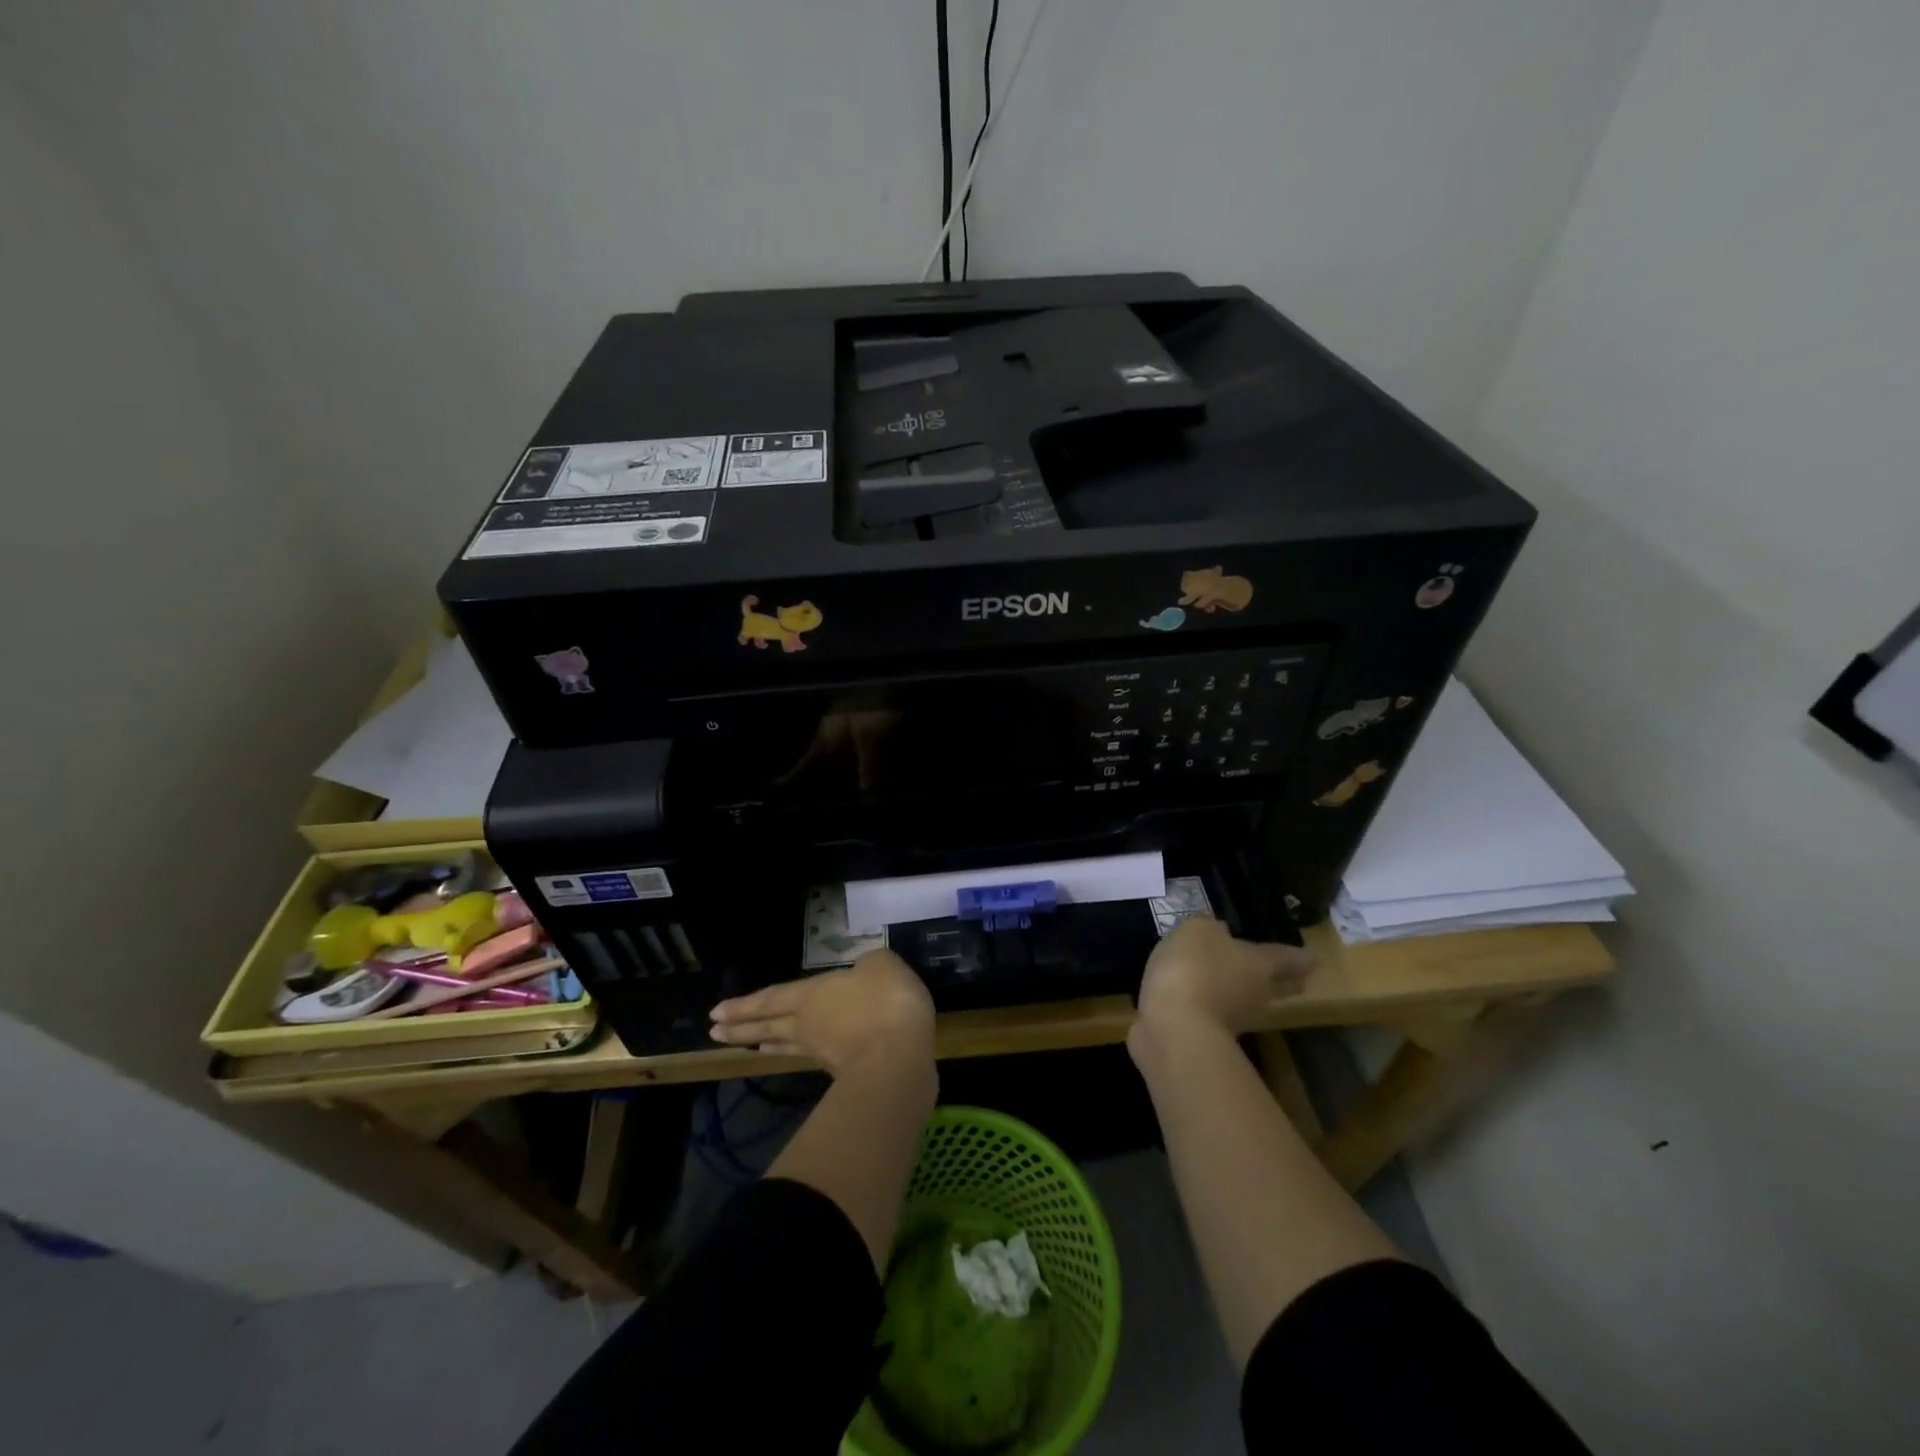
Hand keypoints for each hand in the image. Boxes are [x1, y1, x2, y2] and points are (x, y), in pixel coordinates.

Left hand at [709, 949, 934, 1076]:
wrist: (901, 1058)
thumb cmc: (885, 1002)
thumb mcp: (881, 965)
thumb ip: (868, 966)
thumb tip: (864, 973)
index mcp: (811, 995)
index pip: (771, 998)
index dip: (744, 1005)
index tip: (716, 1013)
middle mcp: (809, 1025)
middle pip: (769, 1026)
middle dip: (742, 1029)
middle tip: (715, 1033)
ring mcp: (826, 1051)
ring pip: (788, 1044)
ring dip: (768, 1044)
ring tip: (753, 1047)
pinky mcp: (845, 1072)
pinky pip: (814, 1056)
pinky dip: (801, 1053)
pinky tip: (809, 1052)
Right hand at [1135, 916, 1313, 1038]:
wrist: (1174, 1025)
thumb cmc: (1194, 967)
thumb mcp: (1197, 931)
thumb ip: (1209, 928)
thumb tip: (1219, 932)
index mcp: (1259, 964)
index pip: (1287, 958)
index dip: (1300, 956)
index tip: (1315, 959)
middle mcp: (1256, 994)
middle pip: (1279, 987)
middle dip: (1288, 981)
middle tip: (1298, 979)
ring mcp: (1235, 1020)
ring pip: (1250, 1004)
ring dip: (1248, 996)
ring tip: (1241, 985)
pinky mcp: (1209, 1038)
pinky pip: (1217, 1016)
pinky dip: (1214, 1008)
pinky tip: (1202, 1001)